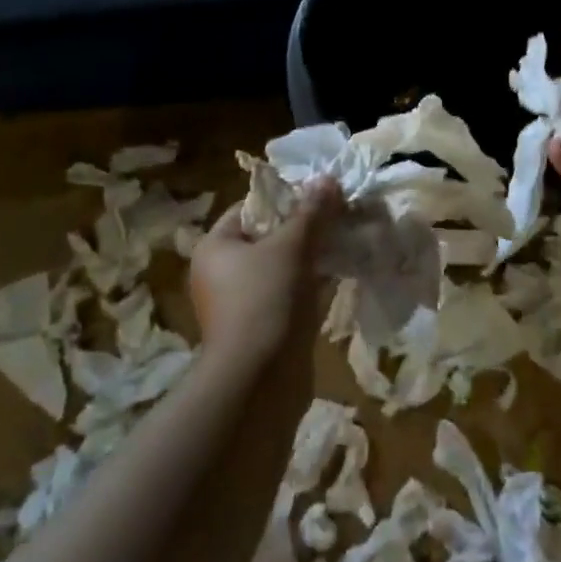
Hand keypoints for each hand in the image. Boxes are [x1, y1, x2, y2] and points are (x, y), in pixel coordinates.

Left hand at [190, 178, 342, 362]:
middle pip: (268, 236)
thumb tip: (328, 179)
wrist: (259, 383)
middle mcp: (221, 272)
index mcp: (216, 246)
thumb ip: (311, 211)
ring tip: (344, 240)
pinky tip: (339, 274)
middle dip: (304, 227)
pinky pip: (289, 293)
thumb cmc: (265, 300)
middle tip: (337, 216)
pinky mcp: (262, 327)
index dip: (285, 197)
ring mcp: (241, 303)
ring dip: (311, 255)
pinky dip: (311, 283)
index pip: (250, 207)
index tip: (319, 196)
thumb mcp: (292, 246)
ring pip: (282, 266)